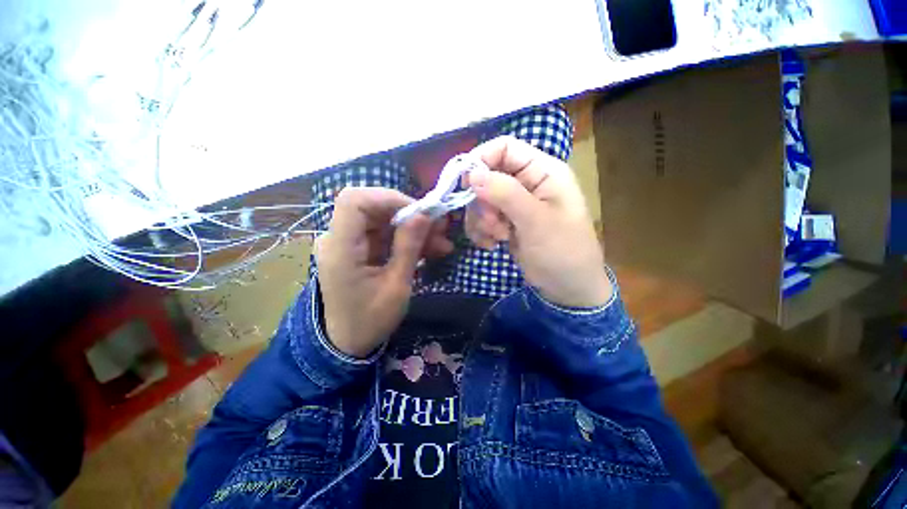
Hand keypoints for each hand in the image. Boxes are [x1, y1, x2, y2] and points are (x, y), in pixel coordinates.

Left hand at [315, 188, 452, 357]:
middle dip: (409, 214)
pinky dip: (407, 240)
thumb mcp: (396, 285)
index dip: (389, 198)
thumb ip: (409, 246)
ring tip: (441, 243)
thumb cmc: (370, 320)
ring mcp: (349, 244)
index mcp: (340, 248)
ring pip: (384, 221)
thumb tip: (424, 214)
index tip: (420, 212)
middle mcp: (339, 239)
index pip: (354, 201)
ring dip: (413, 229)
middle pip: (373, 208)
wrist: (348, 342)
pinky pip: (385, 235)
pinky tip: (430, 249)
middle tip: (440, 227)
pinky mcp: (359, 250)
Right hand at [465, 136, 612, 307]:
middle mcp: (527, 183)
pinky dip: (481, 231)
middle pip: (487, 176)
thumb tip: (472, 173)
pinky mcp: (506, 222)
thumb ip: (506, 194)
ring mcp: (515, 204)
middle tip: (494, 225)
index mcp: (542, 171)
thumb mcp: (537, 222)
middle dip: (483, 202)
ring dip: (482, 220)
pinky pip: (482, 218)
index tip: (466, 185)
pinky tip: (492, 245)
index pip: (504, 148)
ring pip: (481, 199)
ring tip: (497, 238)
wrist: (567, 287)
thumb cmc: (562, 252)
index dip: (481, 161)